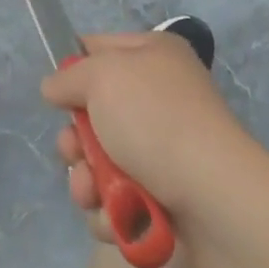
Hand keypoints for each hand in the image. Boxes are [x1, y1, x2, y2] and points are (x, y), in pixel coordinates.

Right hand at [42, 30, 255, 244]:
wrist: (213, 200)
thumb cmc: (156, 121)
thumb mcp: (103, 76)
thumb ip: (70, 76)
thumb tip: (55, 88)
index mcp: (153, 57)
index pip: (99, 49)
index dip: (73, 69)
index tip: (56, 92)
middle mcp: (158, 99)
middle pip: (93, 114)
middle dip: (74, 141)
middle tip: (74, 152)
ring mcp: (162, 153)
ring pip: (98, 164)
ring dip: (86, 182)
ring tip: (93, 194)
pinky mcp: (162, 200)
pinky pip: (117, 202)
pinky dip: (111, 212)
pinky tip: (117, 218)